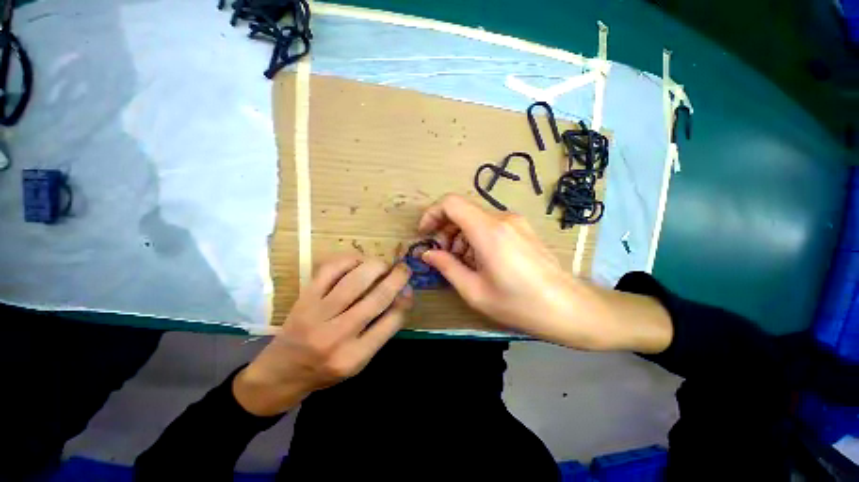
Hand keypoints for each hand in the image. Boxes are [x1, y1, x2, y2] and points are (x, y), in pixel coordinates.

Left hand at [233, 255, 411, 415]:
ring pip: (355, 281)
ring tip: (383, 264)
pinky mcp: (304, 299)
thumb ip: (382, 330)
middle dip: (397, 278)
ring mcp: (317, 315)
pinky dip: (348, 260)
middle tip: (404, 269)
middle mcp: (337, 336)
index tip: (409, 289)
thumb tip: (402, 296)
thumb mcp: (359, 361)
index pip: (391, 321)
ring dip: (376, 266)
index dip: (406, 301)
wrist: (280, 372)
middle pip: (377, 298)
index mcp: (354, 357)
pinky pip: (329, 270)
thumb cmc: (325, 370)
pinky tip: (358, 261)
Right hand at [418, 194, 671, 351]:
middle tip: (444, 256)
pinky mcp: (522, 229)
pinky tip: (481, 261)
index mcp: (488, 231)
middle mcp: (502, 219)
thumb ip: (447, 267)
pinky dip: (476, 238)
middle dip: (446, 230)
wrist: (569, 308)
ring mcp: (515, 222)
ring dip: (461, 236)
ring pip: (476, 219)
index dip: (432, 214)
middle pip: (462, 211)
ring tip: (463, 263)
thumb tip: (427, 253)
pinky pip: (490, 226)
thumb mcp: (474, 291)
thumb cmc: (519, 304)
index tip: (425, 234)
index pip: (451, 203)